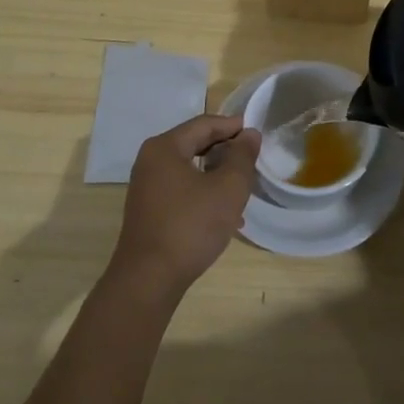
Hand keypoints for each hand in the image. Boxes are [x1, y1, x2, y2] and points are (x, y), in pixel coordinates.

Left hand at [111, 114, 260, 293]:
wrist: (149, 280)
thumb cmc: (191, 226)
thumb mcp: (228, 188)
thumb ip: (242, 156)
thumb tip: (249, 134)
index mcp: (165, 147)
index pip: (204, 124)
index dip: (232, 126)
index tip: (257, 134)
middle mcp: (151, 161)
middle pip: (194, 143)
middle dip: (225, 150)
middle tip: (252, 158)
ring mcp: (147, 187)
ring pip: (189, 168)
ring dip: (217, 173)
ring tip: (242, 186)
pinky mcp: (149, 210)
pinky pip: (182, 189)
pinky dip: (203, 192)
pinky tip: (224, 214)